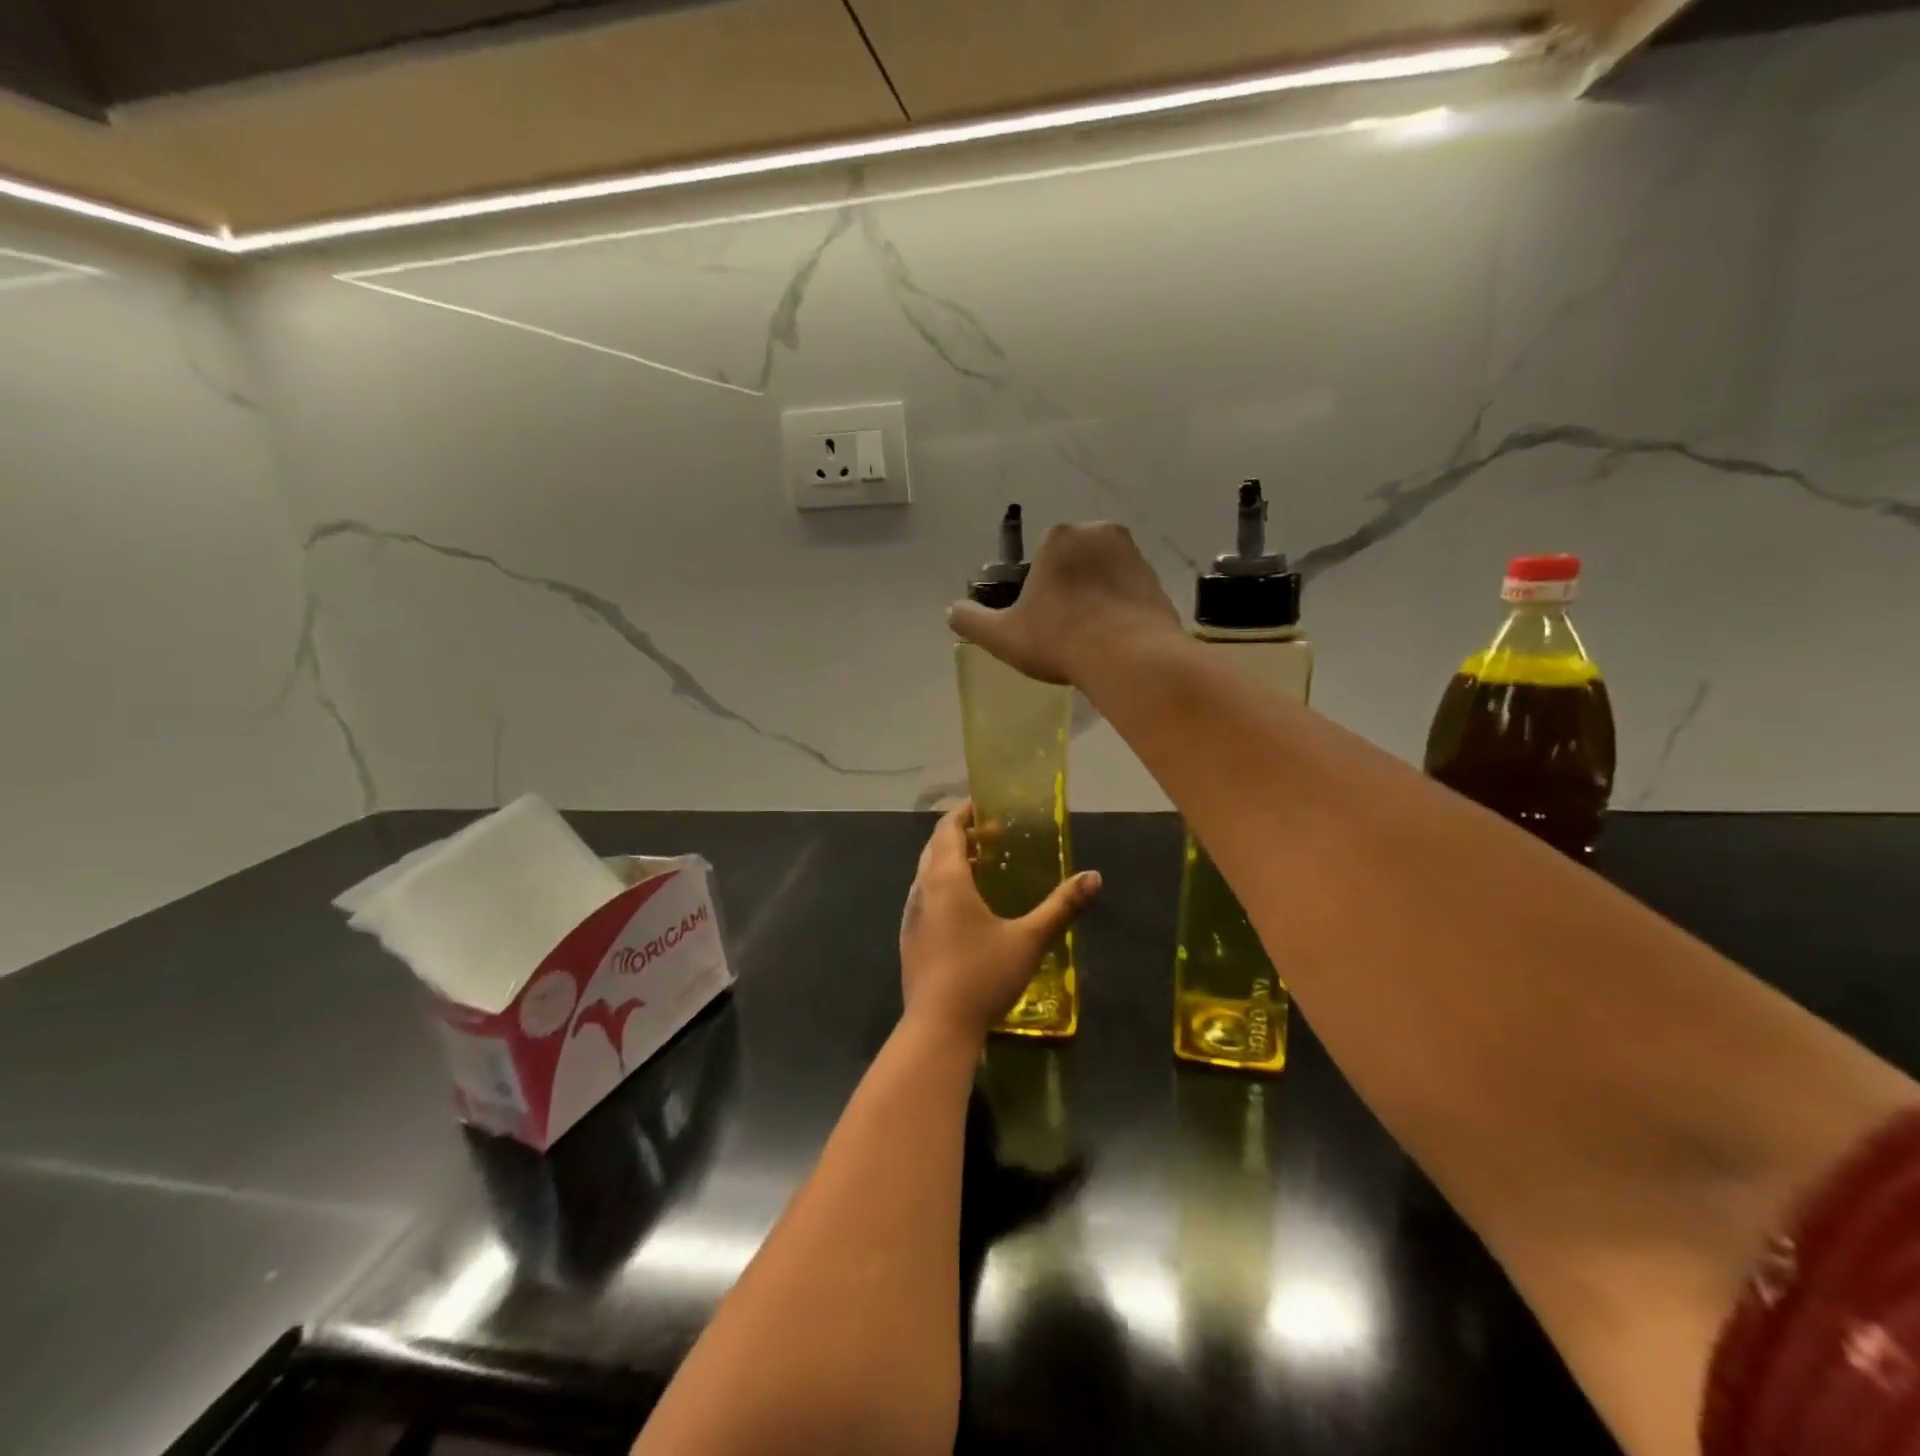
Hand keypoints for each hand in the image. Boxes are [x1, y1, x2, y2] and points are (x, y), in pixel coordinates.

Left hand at [900, 803, 1100, 1042]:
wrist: (937, 1028)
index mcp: (946, 879)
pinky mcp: (909, 938)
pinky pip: (924, 897)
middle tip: (991, 836)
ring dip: (950, 862)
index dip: (963, 813)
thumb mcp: (1029, 940)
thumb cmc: (983, 975)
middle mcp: (922, 890)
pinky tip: (965, 910)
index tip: (983, 806)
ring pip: (927, 873)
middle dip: (960, 836)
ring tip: (981, 868)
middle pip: (935, 848)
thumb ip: (1061, 907)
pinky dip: (942, 887)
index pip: (947, 829)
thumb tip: (1094, 877)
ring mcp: (911, 915)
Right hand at [946, 521, 1181, 686]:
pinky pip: (1130, 594)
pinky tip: (1114, 640)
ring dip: (1096, 598)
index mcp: (1060, 537)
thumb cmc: (1059, 639)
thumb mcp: (1002, 636)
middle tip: (1064, 629)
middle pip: (1075, 562)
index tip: (1039, 619)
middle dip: (1069, 588)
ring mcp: (1134, 556)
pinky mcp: (1158, 582)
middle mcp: (1100, 533)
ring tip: (1090, 638)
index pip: (1042, 556)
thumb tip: (952, 611)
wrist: (1130, 658)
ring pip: (1104, 576)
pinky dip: (1121, 611)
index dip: (1037, 588)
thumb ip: (972, 621)